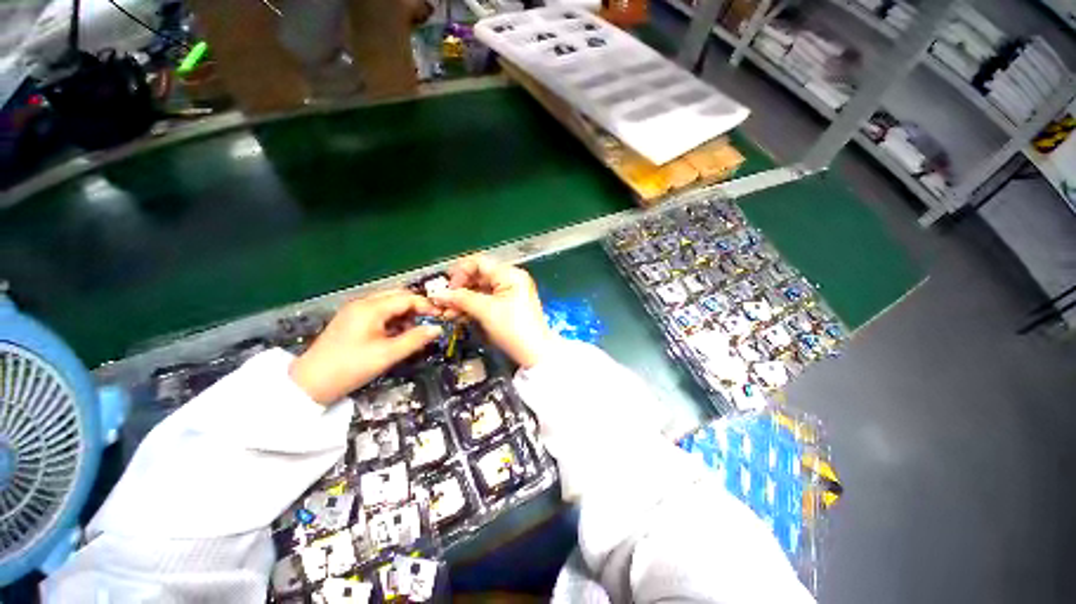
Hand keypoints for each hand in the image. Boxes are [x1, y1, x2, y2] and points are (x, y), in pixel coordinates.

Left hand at [289, 290, 442, 404]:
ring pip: (388, 303)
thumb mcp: (387, 355)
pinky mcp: (351, 320)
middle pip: (397, 296)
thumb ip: (415, 339)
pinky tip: (397, 334)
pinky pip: (379, 312)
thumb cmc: (350, 367)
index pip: (406, 298)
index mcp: (371, 308)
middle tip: (429, 323)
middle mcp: (363, 303)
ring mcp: (355, 310)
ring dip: (405, 314)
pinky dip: (392, 319)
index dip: (426, 306)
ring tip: (414, 331)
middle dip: (416, 308)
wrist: (310, 383)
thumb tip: (437, 329)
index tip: (440, 318)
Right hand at [428, 255, 554, 368]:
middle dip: (458, 289)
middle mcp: (510, 279)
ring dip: (462, 300)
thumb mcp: (486, 311)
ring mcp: (508, 293)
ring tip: (447, 313)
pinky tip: (458, 316)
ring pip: (479, 290)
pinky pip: (485, 301)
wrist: (535, 353)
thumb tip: (436, 294)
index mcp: (510, 274)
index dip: (460, 273)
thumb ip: (461, 299)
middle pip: (478, 277)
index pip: (479, 263)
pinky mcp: (506, 306)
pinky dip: (471, 307)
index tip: (446, 288)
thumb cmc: (513, 328)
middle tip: (442, 303)